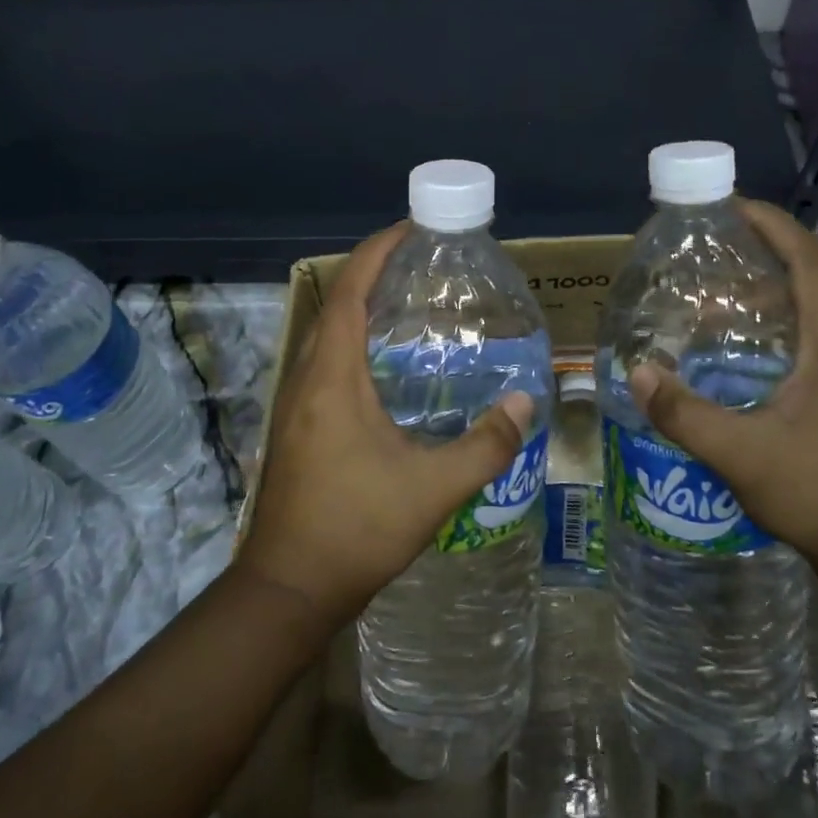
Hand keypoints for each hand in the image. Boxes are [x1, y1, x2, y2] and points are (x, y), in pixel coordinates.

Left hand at [237, 221, 532, 627]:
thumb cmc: (357, 529)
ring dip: (360, 309)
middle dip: (372, 274)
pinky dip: (353, 343)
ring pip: (326, 336)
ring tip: (408, 306)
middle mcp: (306, 380)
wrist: (289, 588)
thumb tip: (527, 404)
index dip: (376, 252)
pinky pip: (323, 363)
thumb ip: (485, 445)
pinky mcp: (295, 427)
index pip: (350, 292)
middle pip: (336, 306)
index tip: (410, 228)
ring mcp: (294, 404)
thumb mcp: (433, 489)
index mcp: (332, 379)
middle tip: (421, 266)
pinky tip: (386, 368)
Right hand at [627, 199, 817, 583]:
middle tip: (701, 255)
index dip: (769, 223)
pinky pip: (808, 338)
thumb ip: (685, 413)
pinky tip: (734, 352)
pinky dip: (772, 327)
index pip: (806, 256)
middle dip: (757, 254)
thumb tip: (639, 373)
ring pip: (807, 309)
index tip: (726, 206)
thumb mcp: (743, 454)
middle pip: (806, 274)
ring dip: (763, 293)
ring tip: (707, 297)